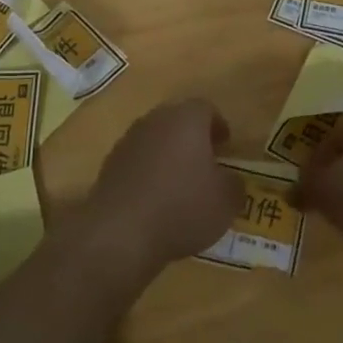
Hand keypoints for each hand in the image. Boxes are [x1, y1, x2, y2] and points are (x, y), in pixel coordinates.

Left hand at [90, 100, 243, 273]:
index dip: (218, 125)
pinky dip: (147, 174)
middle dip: (192, 138)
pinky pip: (136, 163)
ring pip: (154, 141)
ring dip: (167, 156)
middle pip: (177, 121)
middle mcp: (154, 122)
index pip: (206, 108)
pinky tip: (155, 201)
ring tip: (180, 185)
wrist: (120, 234)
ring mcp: (127, 142)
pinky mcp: (108, 167)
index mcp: (186, 119)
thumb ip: (234, 185)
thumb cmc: (182, 208)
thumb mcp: (226, 202)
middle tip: (205, 162)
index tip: (226, 145)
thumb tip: (230, 181)